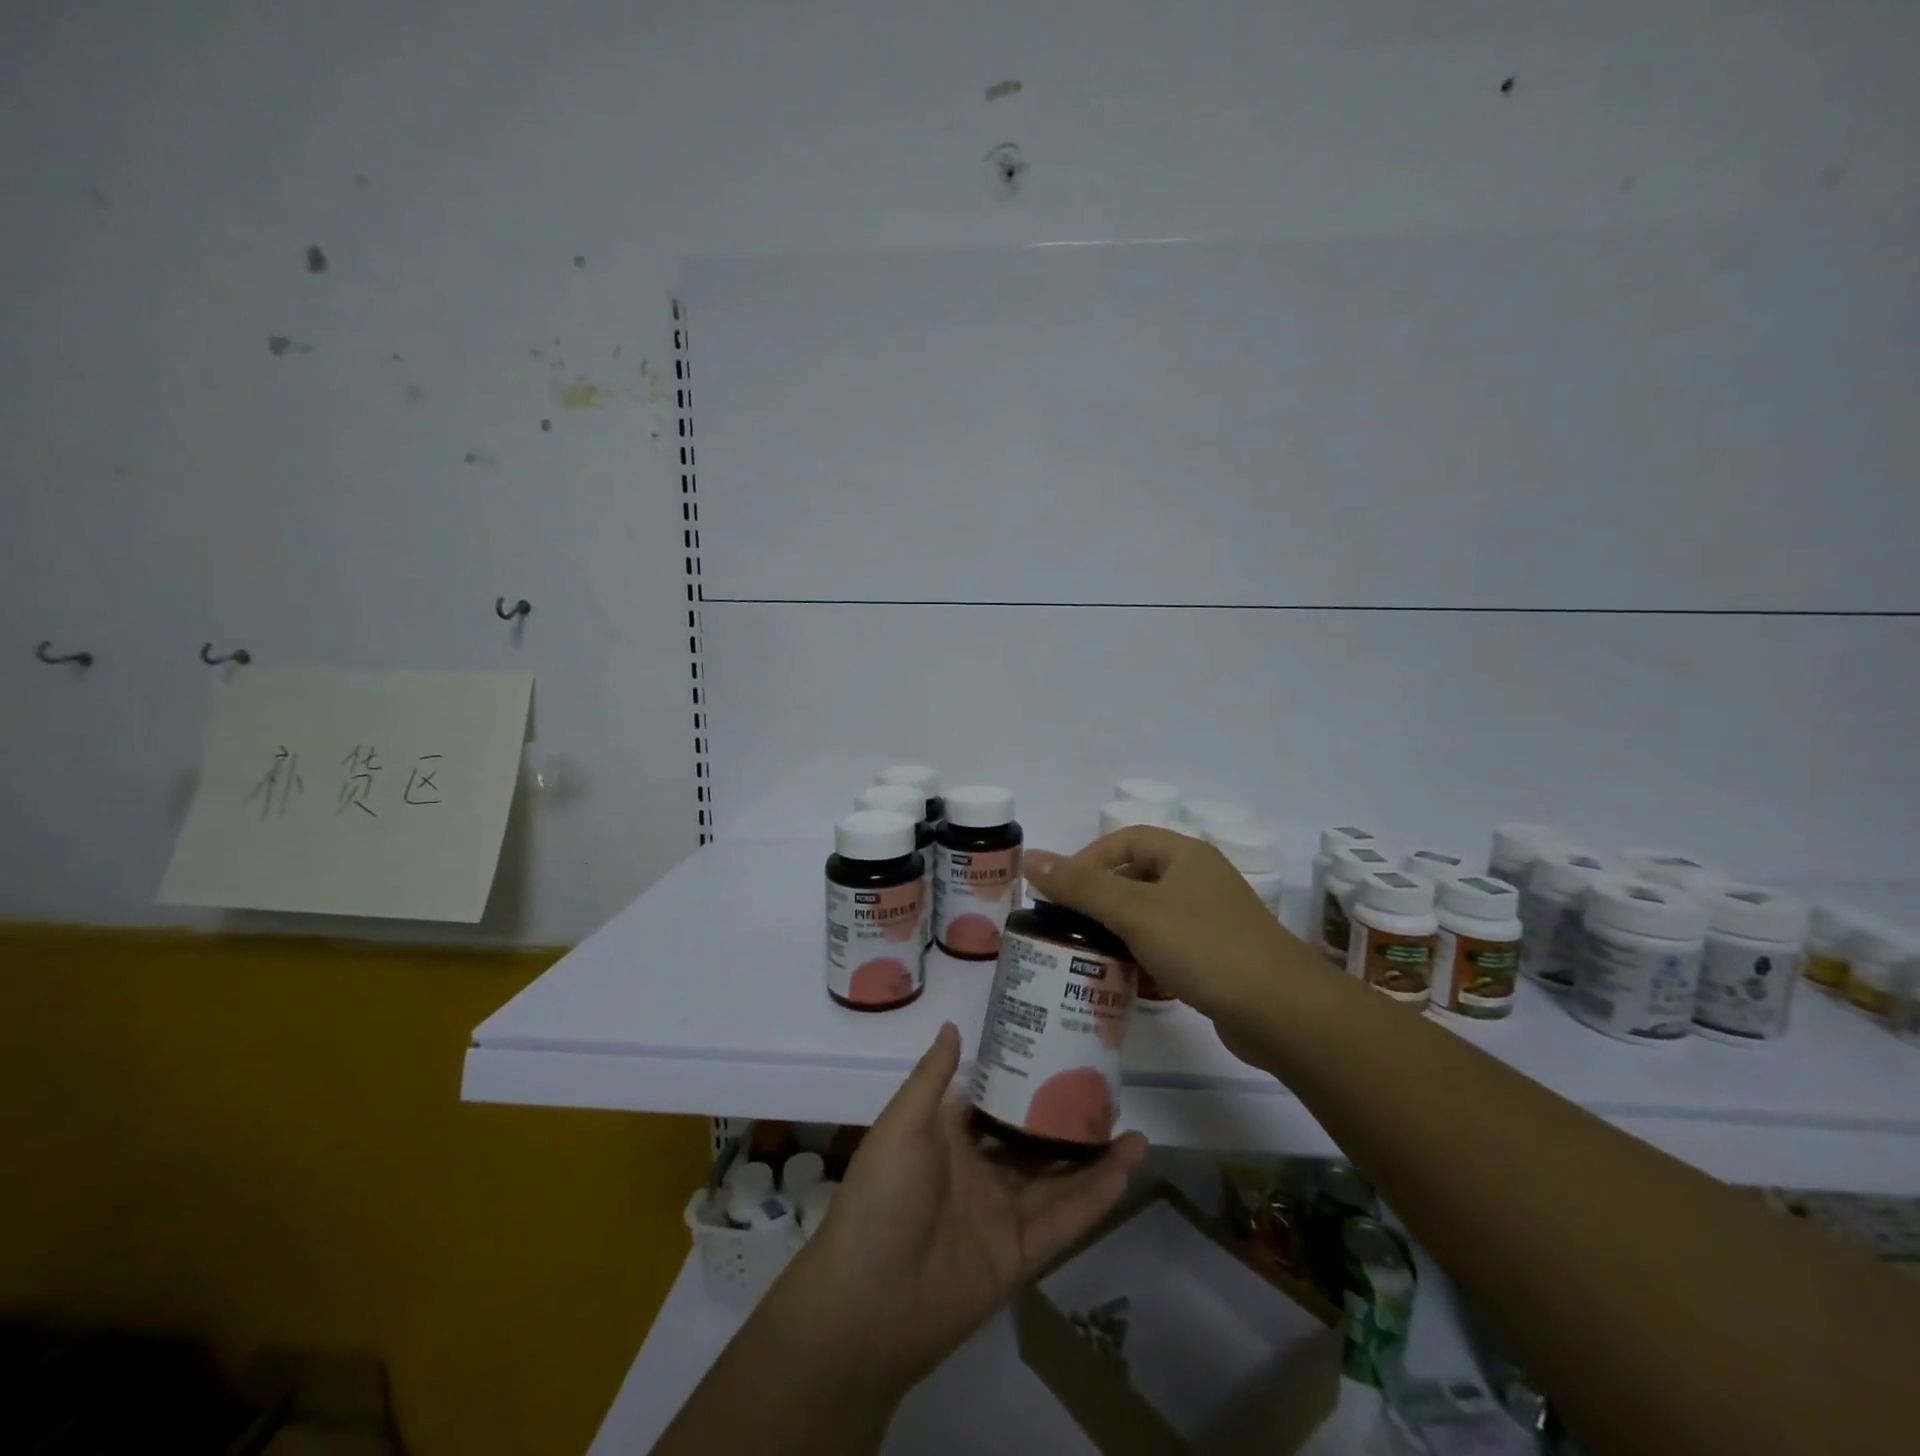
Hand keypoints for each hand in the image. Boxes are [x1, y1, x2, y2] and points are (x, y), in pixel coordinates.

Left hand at [786, 1023, 1146, 1393]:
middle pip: (1035, 1140)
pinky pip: (1064, 1219)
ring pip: (1058, 1179)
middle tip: (1110, 1094)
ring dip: (1095, 1158)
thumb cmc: (882, 1197)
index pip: (997, 1100)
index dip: (1026, 1079)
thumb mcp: (901, 1125)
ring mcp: (1002, 1213)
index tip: (1062, 1052)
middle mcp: (980, 1170)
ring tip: (1135, 1131)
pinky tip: (1125, 1170)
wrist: (867, 1305)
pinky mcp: (1019, 1254)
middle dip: (1068, 1120)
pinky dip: (1095, 1197)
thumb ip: (932, 1077)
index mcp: (950, 1137)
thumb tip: (954, 1024)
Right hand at [1025, 827, 1311, 1026]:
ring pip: (1151, 916)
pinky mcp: (1217, 958)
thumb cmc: (1205, 947)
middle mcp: (1199, 880)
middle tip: (1068, 925)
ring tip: (1088, 954)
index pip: (1125, 840)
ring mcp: (1211, 920)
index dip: (1088, 858)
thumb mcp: (1135, 912)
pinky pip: (1168, 947)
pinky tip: (1127, 980)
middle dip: (1100, 900)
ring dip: (1119, 932)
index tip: (1060, 891)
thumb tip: (1032, 858)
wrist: (1283, 1013)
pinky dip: (1144, 957)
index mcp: (1185, 855)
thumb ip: (1081, 886)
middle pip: (1136, 877)